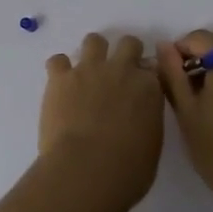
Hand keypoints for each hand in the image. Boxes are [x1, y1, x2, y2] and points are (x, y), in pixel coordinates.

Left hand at [36, 33, 164, 211]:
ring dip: (92, 53)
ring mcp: (90, 69)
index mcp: (149, 88)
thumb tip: (139, 115)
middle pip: (128, 43)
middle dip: (124, 54)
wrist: (86, 171)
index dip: (146, 77)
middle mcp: (122, 70)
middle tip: (117, 75)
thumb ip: (148, 120)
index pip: (154, 67)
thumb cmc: (127, 171)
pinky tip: (60, 86)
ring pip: (94, 40)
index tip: (140, 88)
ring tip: (87, 75)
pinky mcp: (61, 77)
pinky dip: (59, 70)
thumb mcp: (152, 145)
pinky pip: (58, 60)